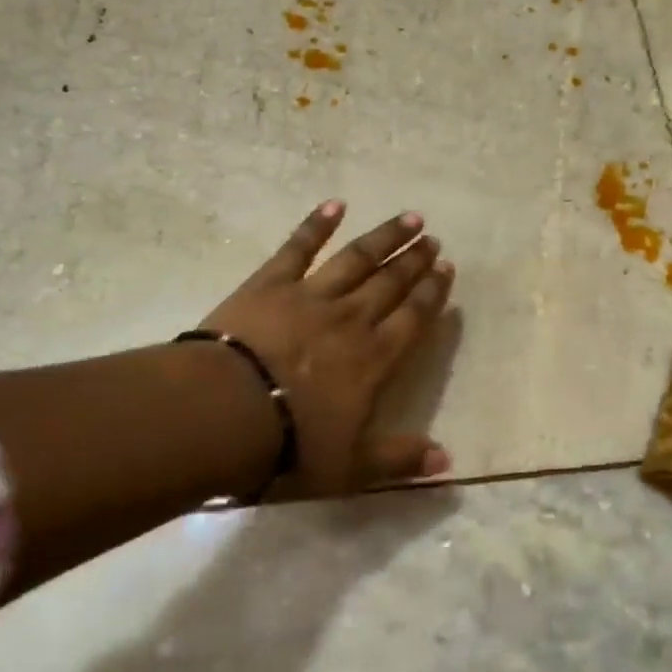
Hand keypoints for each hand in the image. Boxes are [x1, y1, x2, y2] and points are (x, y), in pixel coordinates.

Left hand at [201, 201, 455, 497]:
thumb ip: (399, 460)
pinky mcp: (270, 283)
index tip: (446, 270)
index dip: (432, 294)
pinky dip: (316, 224)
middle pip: (390, 282)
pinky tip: (334, 204)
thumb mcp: (351, 468)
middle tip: (433, 239)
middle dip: (413, 260)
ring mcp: (310, 296)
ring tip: (409, 218)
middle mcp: (351, 319)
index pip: (413, 319)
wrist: (225, 413)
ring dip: (384, 237)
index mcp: (374, 359)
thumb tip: (446, 460)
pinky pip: (298, 248)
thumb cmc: (291, 445)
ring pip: (356, 259)